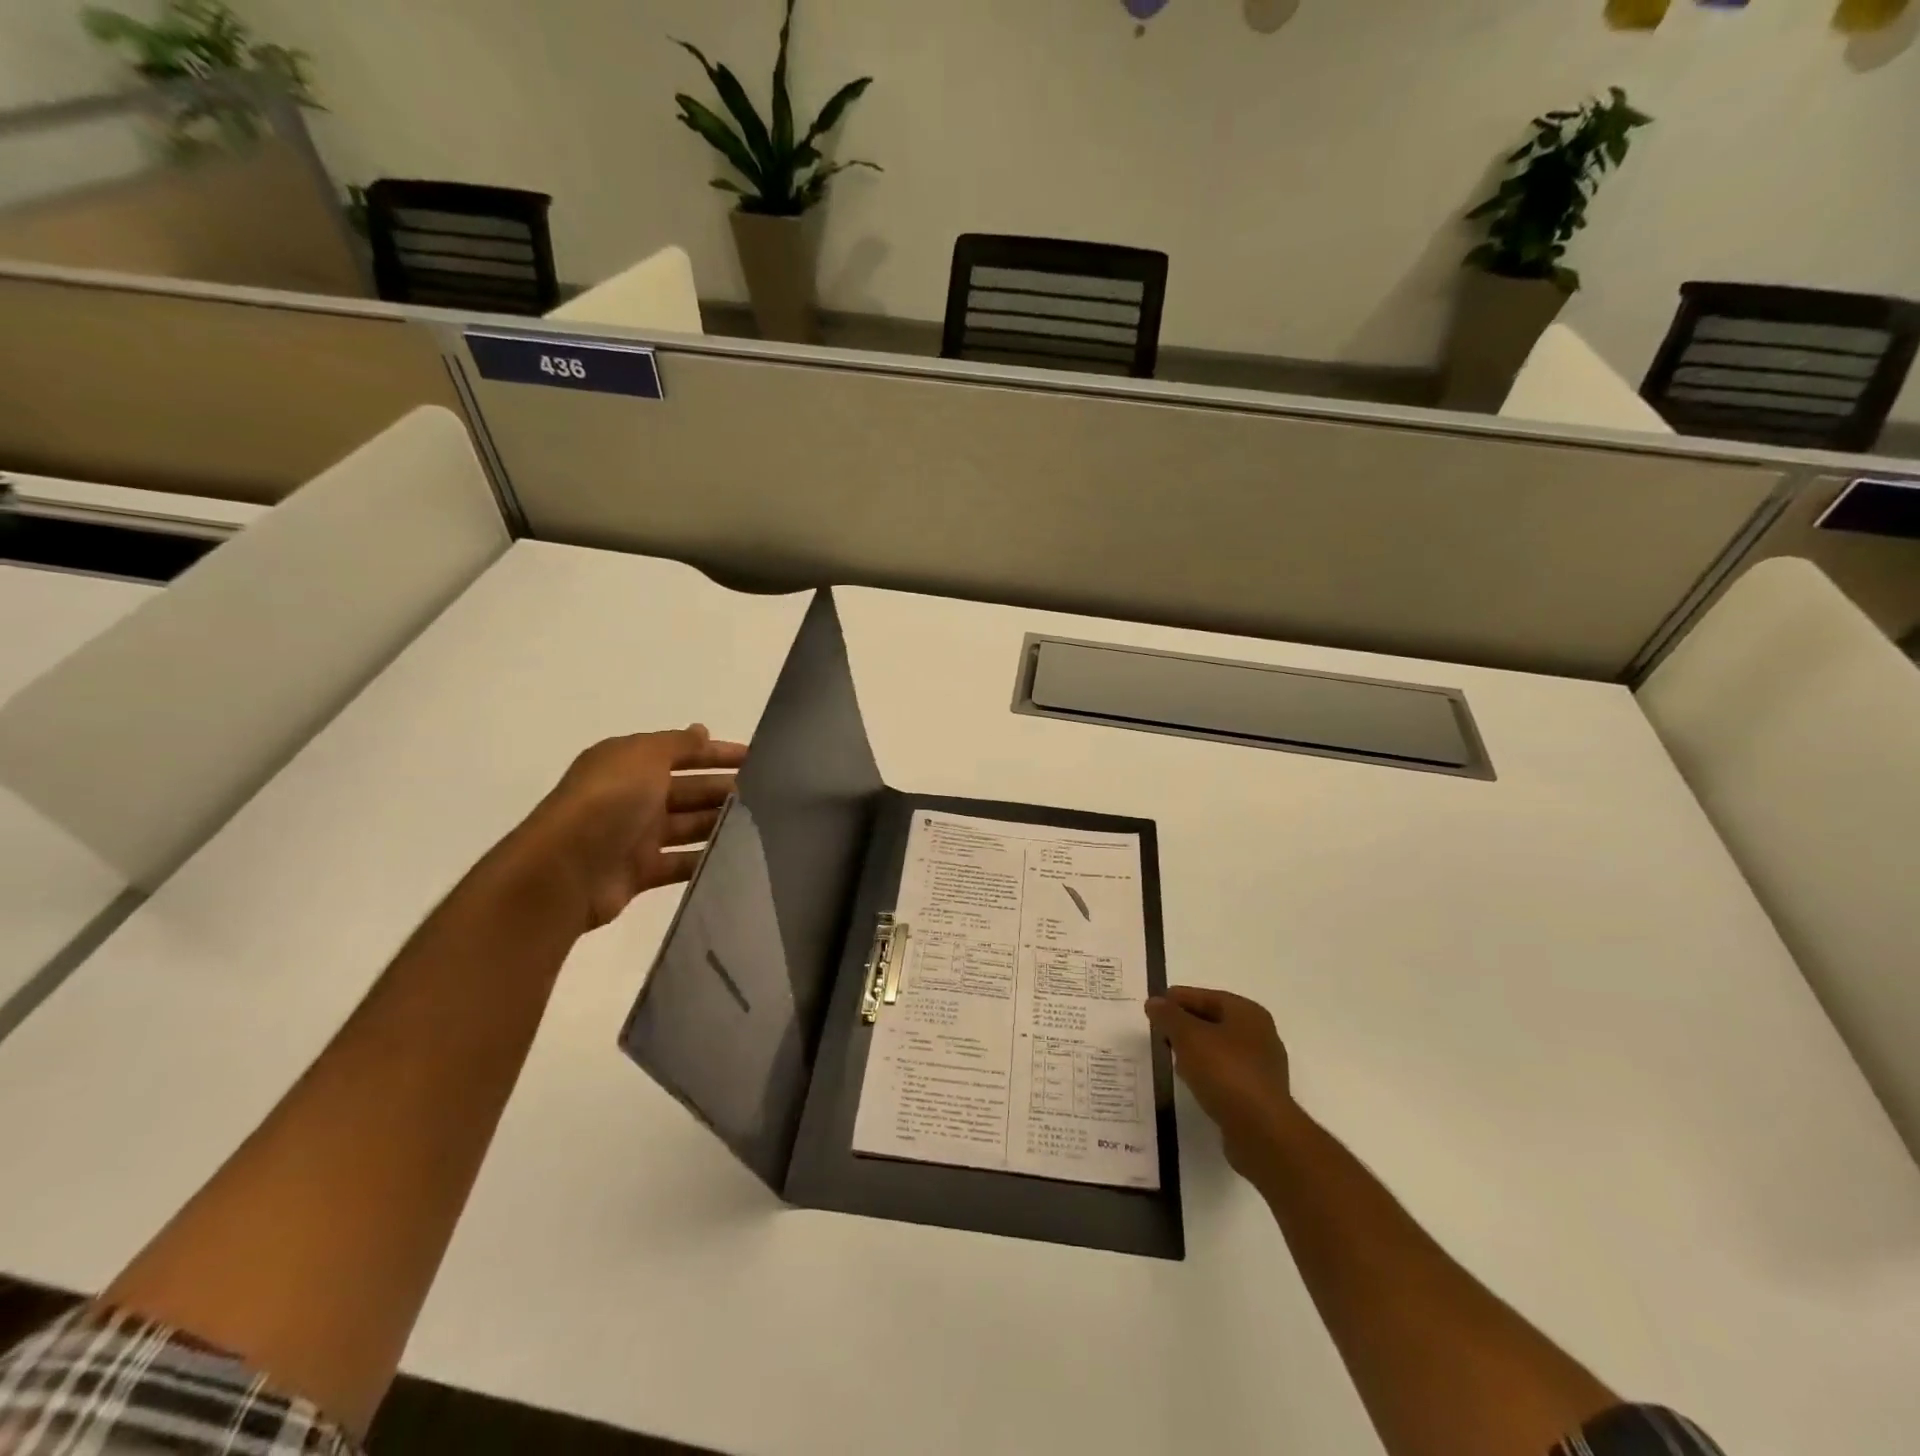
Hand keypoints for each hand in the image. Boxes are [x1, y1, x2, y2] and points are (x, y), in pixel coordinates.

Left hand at [511, 725, 745, 930]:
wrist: (564, 870)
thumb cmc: (608, 801)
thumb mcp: (644, 756)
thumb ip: (678, 744)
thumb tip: (701, 731)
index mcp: (630, 763)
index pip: (683, 752)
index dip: (718, 753)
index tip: (758, 758)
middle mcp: (633, 795)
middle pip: (689, 789)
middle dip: (725, 789)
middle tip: (769, 796)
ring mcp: (635, 836)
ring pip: (688, 826)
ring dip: (719, 824)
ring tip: (761, 826)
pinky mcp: (640, 872)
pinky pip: (681, 863)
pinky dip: (705, 860)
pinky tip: (737, 858)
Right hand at [1146, 986, 1296, 1177]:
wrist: (1262, 1132)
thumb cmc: (1225, 1072)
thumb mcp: (1188, 1037)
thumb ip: (1169, 1016)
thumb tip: (1154, 1002)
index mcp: (1247, 1013)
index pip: (1206, 997)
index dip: (1177, 999)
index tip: (1153, 1007)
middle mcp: (1259, 1035)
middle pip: (1214, 1021)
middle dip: (1185, 1025)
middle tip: (1158, 1031)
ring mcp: (1261, 1067)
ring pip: (1219, 1049)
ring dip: (1194, 1050)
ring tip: (1169, 1056)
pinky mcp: (1257, 1095)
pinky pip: (1225, 1074)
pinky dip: (1206, 1072)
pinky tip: (1190, 1081)